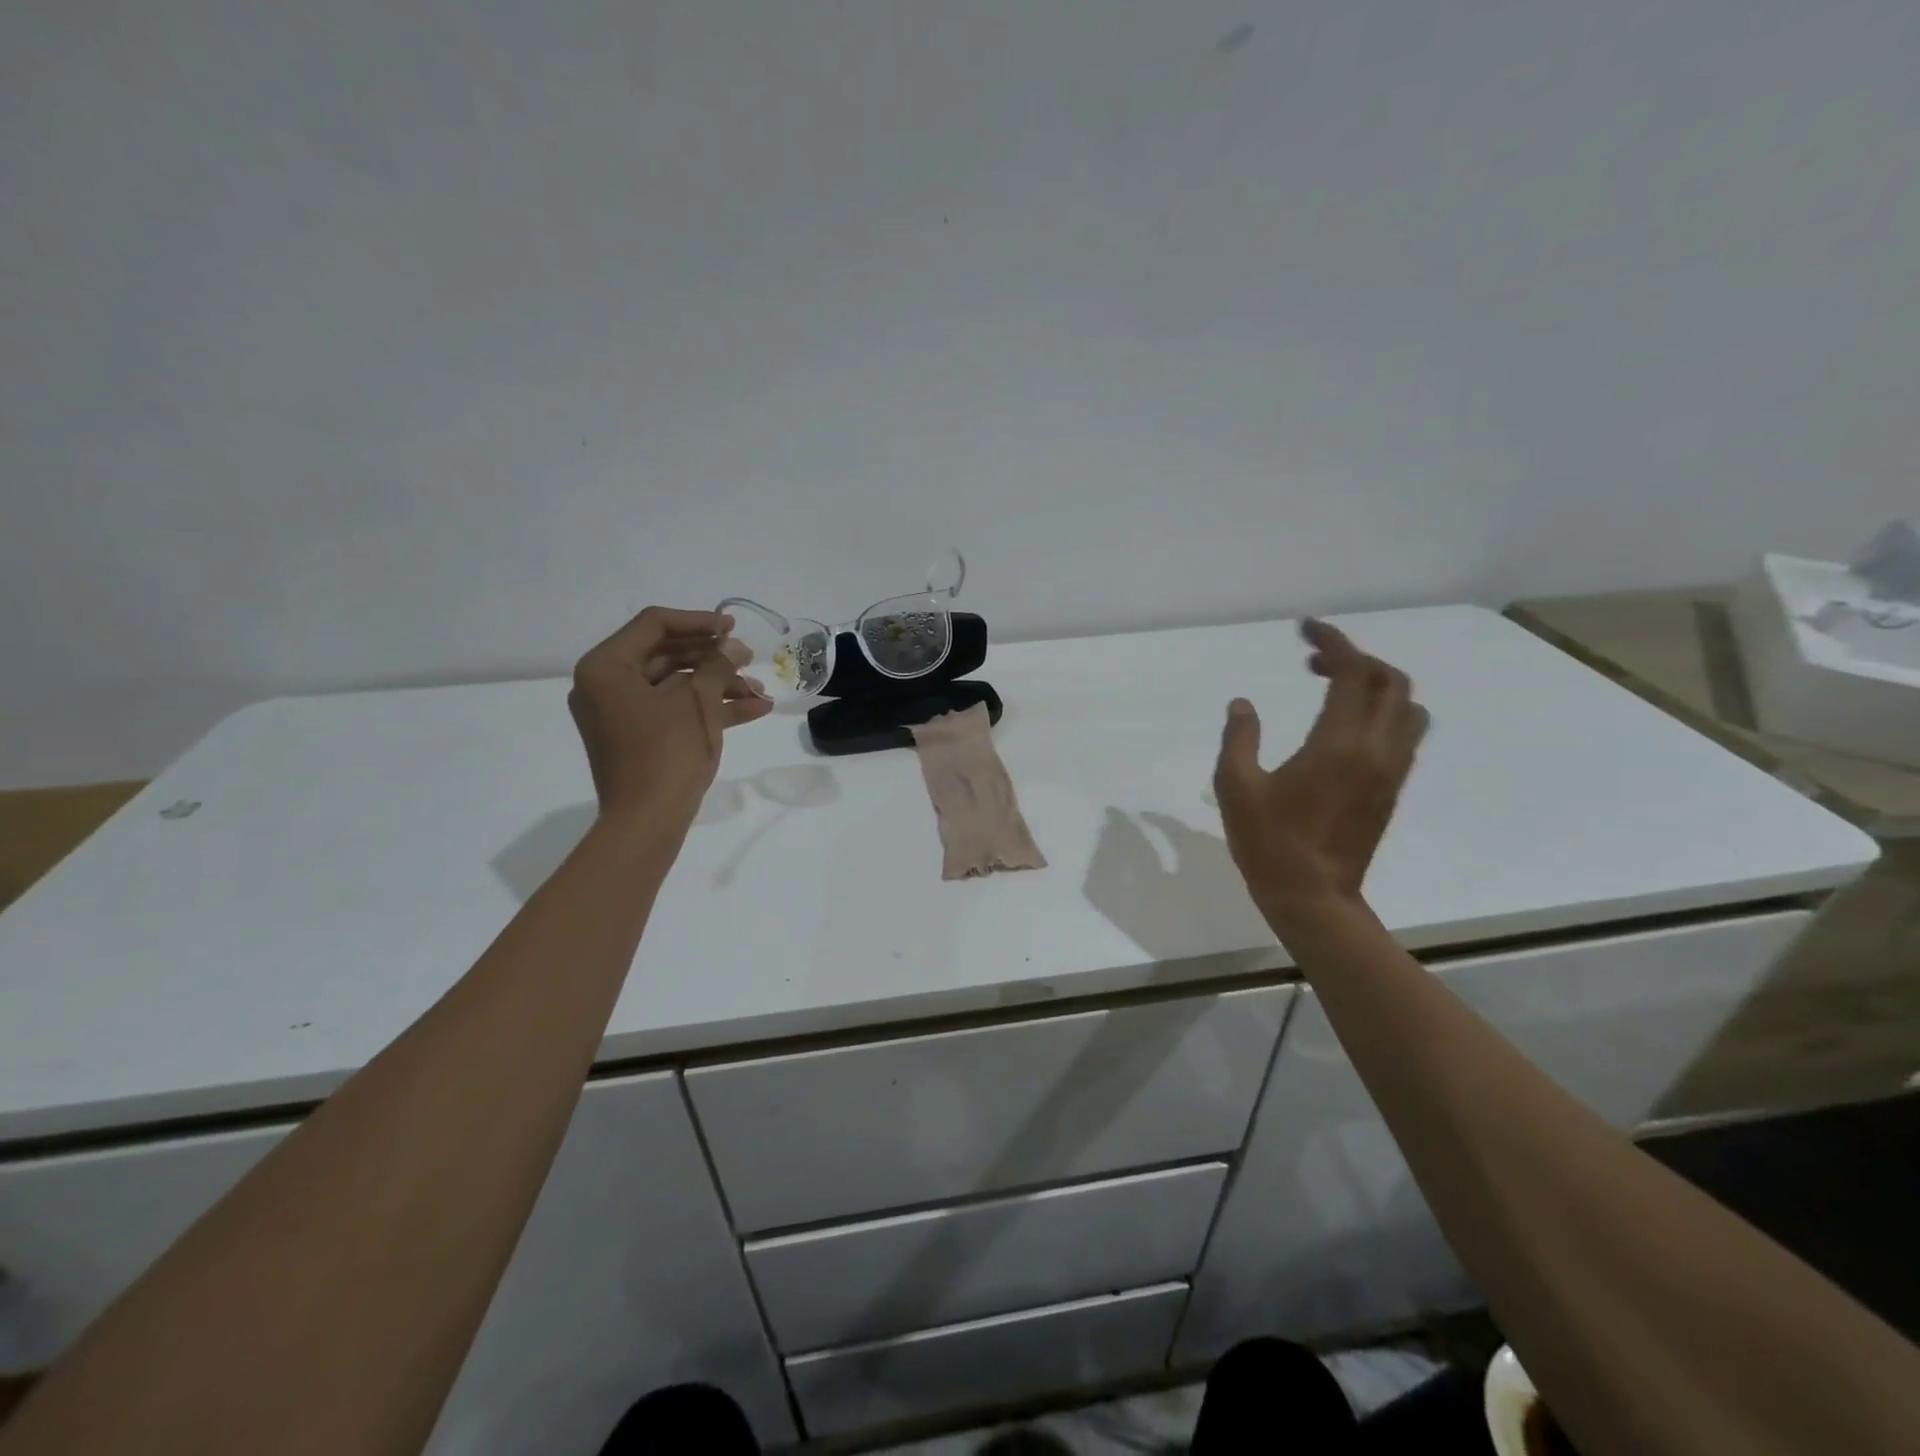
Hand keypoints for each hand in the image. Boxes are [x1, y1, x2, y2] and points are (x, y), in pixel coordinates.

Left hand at [567, 606, 771, 820]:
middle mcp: (605, 684)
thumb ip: (717, 665)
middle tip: (749, 659)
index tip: (733, 628)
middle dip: (714, 658)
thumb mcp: (698, 703)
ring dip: (718, 684)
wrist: (647, 822)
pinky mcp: (636, 736)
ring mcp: (619, 713)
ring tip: (759, 689)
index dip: (699, 621)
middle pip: (666, 654)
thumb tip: (733, 646)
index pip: (654, 625)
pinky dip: (708, 708)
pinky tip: (753, 709)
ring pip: (674, 684)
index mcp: (606, 667)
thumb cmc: (667, 754)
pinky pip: (672, 710)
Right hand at [1213, 619, 1427, 922]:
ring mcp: (1391, 770)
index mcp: (1339, 743)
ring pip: (1407, 707)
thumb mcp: (1236, 786)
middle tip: (1313, 662)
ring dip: (1376, 685)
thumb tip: (1243, 704)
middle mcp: (1377, 749)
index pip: (1353, 672)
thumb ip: (1239, 738)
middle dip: (1355, 659)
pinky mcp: (1392, 788)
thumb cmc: (1269, 841)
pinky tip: (1345, 726)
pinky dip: (1382, 712)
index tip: (1305, 629)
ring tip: (1334, 689)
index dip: (1333, 642)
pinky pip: (1404, 733)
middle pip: (1390, 681)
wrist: (1313, 896)